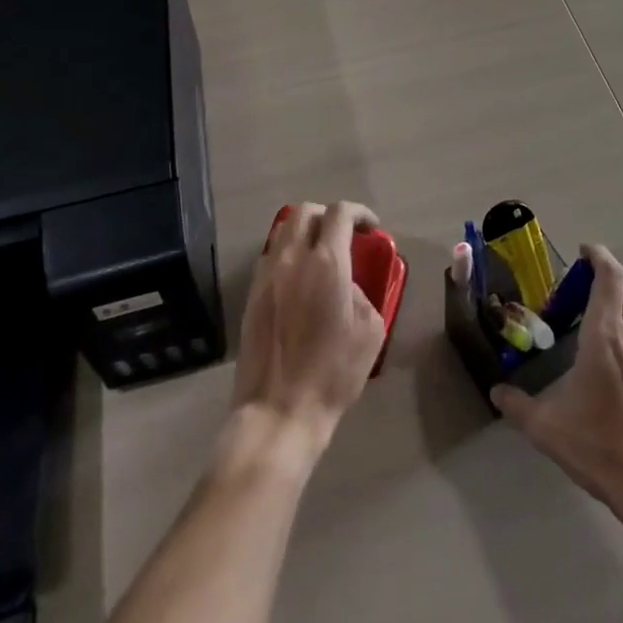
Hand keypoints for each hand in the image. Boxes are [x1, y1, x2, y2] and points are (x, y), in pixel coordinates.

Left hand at [230, 201, 386, 454]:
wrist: (278, 411)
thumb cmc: (332, 373)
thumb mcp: (369, 331)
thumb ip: (362, 293)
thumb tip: (348, 285)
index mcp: (327, 262)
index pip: (340, 213)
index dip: (359, 212)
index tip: (371, 227)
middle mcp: (293, 258)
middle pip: (306, 212)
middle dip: (328, 216)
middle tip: (344, 235)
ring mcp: (267, 274)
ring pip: (283, 230)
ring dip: (304, 231)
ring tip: (319, 253)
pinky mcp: (251, 294)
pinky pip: (270, 256)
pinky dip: (287, 253)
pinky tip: (298, 278)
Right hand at [491, 244, 622, 512]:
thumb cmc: (599, 446)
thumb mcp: (547, 428)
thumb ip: (518, 405)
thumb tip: (496, 392)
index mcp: (605, 334)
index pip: (610, 275)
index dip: (598, 255)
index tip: (583, 252)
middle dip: (610, 277)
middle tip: (586, 288)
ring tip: (601, 327)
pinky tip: (621, 366)